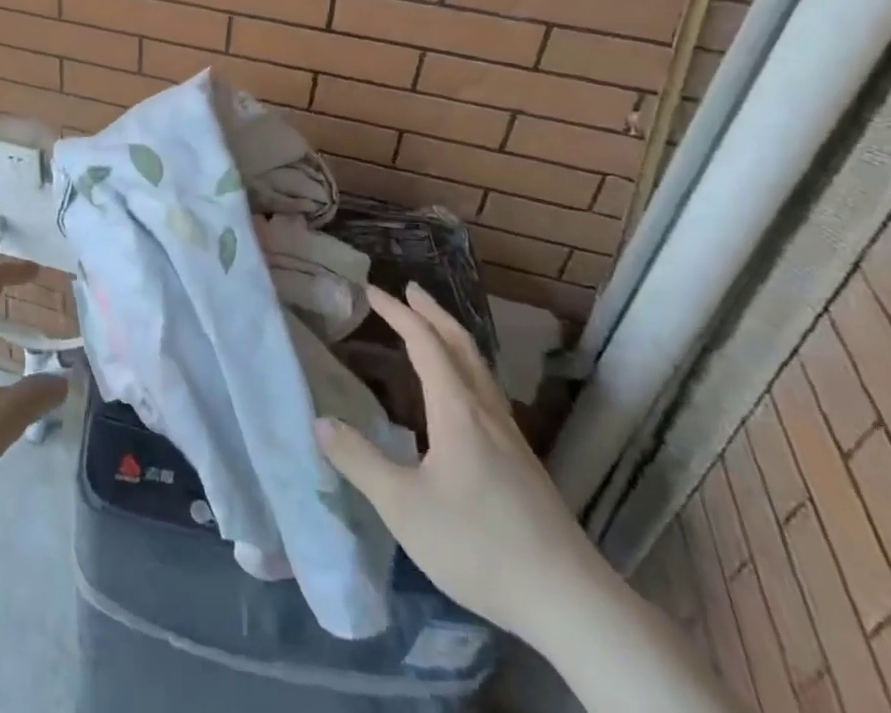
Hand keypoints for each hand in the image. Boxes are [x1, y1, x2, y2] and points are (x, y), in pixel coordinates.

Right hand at [314, 283, 606, 645]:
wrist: (569, 601)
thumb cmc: (478, 545)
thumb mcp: (403, 507)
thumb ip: (360, 461)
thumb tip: (320, 422)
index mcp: (457, 409)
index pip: (425, 343)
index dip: (397, 312)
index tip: (371, 290)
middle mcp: (486, 411)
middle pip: (460, 344)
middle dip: (432, 312)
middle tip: (409, 290)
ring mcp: (511, 437)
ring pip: (479, 367)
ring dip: (452, 338)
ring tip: (432, 329)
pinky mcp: (523, 462)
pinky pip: (487, 391)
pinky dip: (465, 367)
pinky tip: (461, 394)